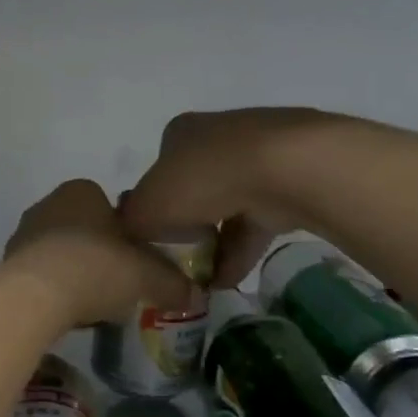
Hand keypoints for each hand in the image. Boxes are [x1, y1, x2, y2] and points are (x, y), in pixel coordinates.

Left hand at [2, 180, 198, 329]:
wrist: (36, 295)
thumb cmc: (96, 268)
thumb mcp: (147, 276)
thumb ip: (172, 282)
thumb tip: (194, 295)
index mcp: (81, 191)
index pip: (109, 206)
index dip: (125, 234)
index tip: (133, 261)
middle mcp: (48, 204)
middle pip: (83, 229)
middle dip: (98, 254)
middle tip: (116, 284)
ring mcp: (23, 233)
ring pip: (59, 252)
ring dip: (74, 273)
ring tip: (91, 304)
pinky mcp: (7, 263)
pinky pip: (39, 274)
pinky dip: (53, 289)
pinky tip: (66, 312)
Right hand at [120, 109, 328, 286]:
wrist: (284, 170)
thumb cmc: (202, 180)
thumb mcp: (147, 206)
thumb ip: (132, 223)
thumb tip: (130, 235)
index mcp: (180, 133)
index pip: (157, 172)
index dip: (152, 207)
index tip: (153, 237)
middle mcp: (216, 137)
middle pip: (192, 190)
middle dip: (185, 228)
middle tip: (177, 262)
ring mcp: (256, 157)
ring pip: (225, 207)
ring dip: (213, 245)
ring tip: (201, 282)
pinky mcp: (287, 182)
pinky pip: (255, 221)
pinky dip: (240, 250)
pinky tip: (228, 280)